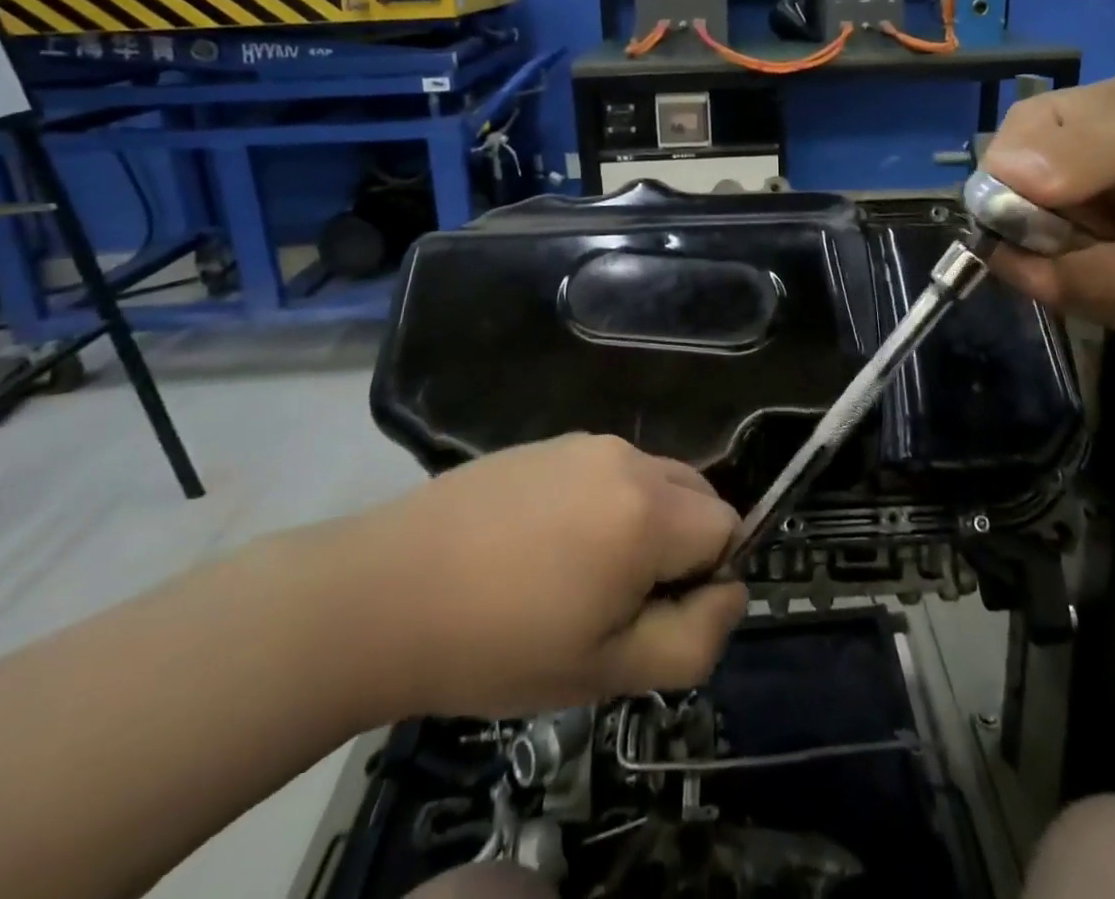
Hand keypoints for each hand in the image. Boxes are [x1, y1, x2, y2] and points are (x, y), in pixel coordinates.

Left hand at [336, 435, 747, 718]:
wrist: (383, 593)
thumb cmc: (499, 644)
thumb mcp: (607, 671)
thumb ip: (693, 639)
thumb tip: (730, 592)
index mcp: (648, 510)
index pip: (729, 527)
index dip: (708, 578)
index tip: (654, 615)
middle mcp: (626, 458)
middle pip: (698, 495)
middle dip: (683, 546)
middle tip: (620, 600)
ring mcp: (584, 443)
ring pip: (654, 480)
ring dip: (644, 523)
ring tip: (578, 575)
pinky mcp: (548, 443)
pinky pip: (608, 470)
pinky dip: (605, 503)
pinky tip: (545, 545)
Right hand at [981, 74, 1114, 328]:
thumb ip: (1086, 152)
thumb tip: (1010, 175)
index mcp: (1032, 135)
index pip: (988, 198)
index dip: (1028, 233)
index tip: (1089, 238)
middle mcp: (1033, 183)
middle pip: (1018, 255)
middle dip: (1092, 273)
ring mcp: (1062, 229)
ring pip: (1052, 289)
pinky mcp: (1090, 265)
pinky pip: (1084, 306)